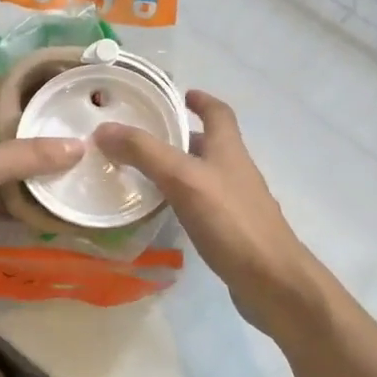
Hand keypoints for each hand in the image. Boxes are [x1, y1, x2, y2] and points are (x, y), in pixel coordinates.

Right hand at [95, 90, 325, 337]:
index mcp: (229, 149)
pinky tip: (163, 212)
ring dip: (177, 168)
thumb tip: (103, 129)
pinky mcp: (232, 231)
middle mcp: (235, 170)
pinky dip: (182, 199)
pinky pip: (202, 204)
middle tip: (142, 137)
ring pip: (203, 175)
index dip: (201, 100)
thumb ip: (144, 152)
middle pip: (209, 143)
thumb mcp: (182, 179)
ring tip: (142, 172)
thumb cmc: (231, 221)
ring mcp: (237, 202)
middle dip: (179, 135)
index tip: (180, 95)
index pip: (218, 112)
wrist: (273, 282)